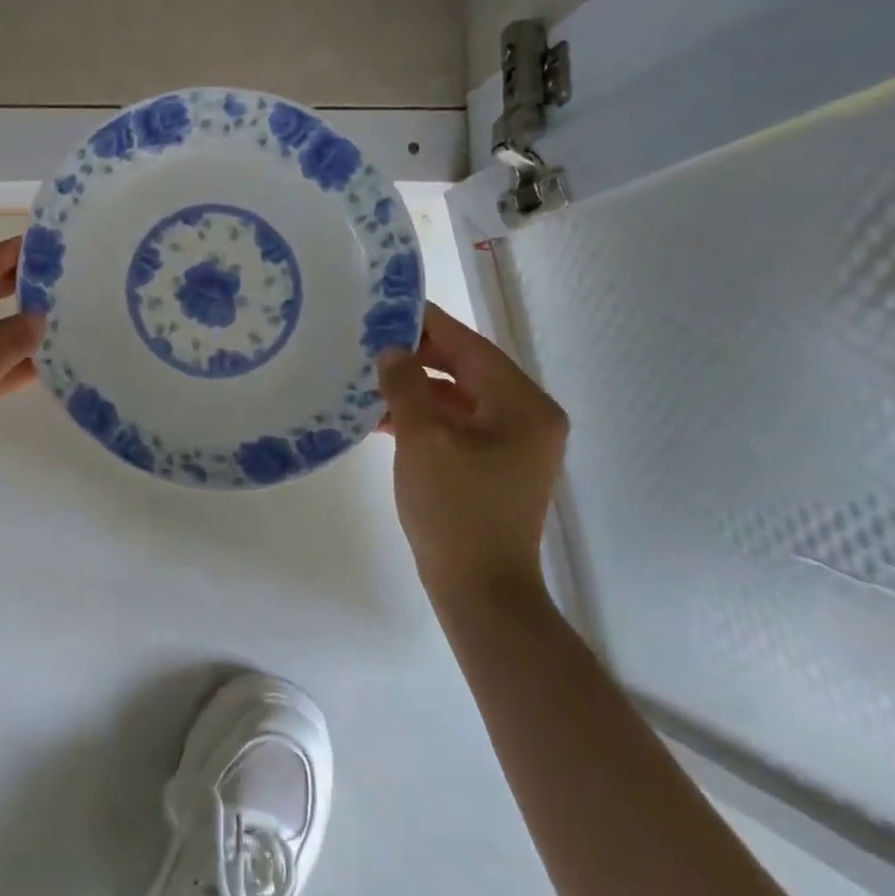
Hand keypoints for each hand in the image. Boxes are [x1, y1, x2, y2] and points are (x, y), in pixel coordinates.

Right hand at [378, 303, 567, 606]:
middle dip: (418, 356)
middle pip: (467, 370)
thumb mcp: (423, 441)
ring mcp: (512, 444)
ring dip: (416, 389)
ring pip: (458, 398)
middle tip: (369, 342)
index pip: (471, 347)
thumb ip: (406, 387)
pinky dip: (424, 417)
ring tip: (367, 378)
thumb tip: (391, 351)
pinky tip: (381, 417)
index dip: (428, 324)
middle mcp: (527, 417)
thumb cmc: (455, 510)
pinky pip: (456, 425)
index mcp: (523, 405)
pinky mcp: (493, 465)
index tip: (388, 307)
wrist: (479, 589)